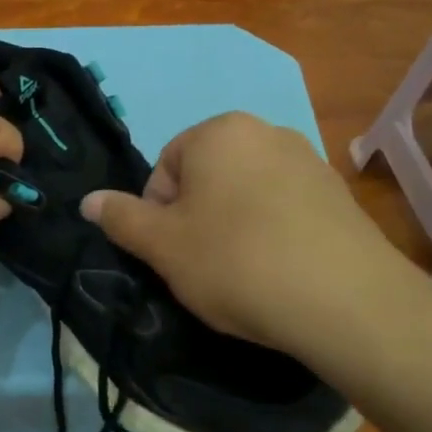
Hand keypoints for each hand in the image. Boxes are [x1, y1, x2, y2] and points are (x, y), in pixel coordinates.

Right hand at [80, 112, 412, 357]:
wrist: (344, 299)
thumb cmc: (235, 262)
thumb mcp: (163, 246)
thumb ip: (121, 219)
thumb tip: (87, 200)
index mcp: (219, 131)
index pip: (166, 167)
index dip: (158, 214)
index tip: (171, 253)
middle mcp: (266, 131)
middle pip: (208, 177)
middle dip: (197, 218)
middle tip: (203, 265)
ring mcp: (309, 159)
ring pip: (246, 193)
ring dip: (233, 225)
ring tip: (243, 272)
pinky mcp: (339, 193)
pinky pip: (285, 208)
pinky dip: (273, 233)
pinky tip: (280, 270)